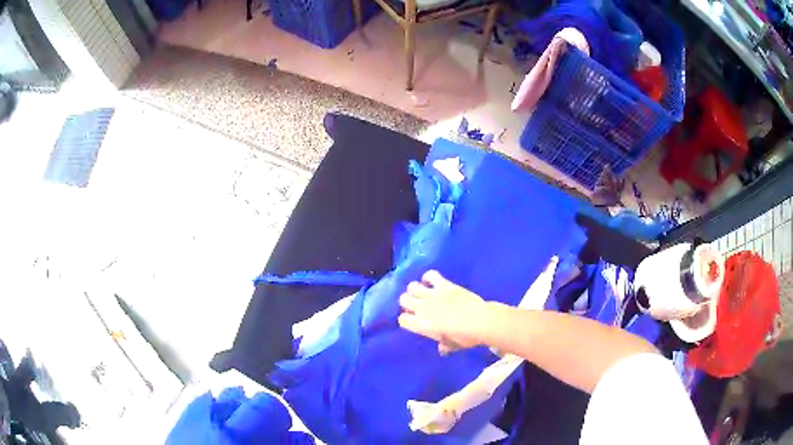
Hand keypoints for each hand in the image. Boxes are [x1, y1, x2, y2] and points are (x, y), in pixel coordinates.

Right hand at [399, 270, 486, 352]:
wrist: (478, 321)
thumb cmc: (464, 338)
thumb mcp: (452, 346)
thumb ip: (444, 346)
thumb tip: (443, 349)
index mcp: (421, 325)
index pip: (402, 319)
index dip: (406, 320)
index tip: (413, 321)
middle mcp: (422, 308)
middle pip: (403, 299)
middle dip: (407, 302)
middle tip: (416, 306)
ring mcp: (432, 294)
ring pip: (412, 286)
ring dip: (415, 290)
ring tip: (422, 293)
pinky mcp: (444, 285)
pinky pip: (430, 275)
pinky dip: (429, 277)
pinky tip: (431, 282)